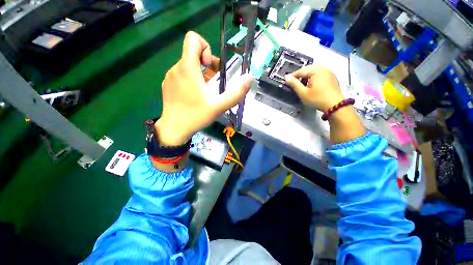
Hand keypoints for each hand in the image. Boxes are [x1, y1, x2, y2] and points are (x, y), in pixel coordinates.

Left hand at [155, 32, 252, 145]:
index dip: (206, 48)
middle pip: (193, 54)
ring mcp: (170, 77)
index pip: (193, 39)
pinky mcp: (168, 85)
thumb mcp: (219, 106)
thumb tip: (248, 78)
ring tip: (206, 91)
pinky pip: (181, 75)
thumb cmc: (196, 116)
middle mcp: (176, 68)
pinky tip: (195, 96)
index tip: (211, 67)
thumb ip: (236, 92)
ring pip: (187, 65)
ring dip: (200, 74)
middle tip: (213, 82)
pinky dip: (191, 80)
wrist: (175, 129)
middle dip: (207, 64)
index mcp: (188, 68)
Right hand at [285, 65, 364, 142]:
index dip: (292, 76)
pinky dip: (313, 78)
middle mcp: (324, 68)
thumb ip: (294, 84)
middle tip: (294, 84)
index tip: (286, 81)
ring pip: (314, 72)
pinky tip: (311, 86)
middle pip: (308, 70)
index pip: (301, 71)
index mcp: (316, 71)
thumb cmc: (317, 99)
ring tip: (302, 85)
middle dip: (300, 76)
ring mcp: (329, 72)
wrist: (335, 106)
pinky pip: (320, 75)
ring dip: (307, 77)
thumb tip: (286, 77)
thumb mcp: (303, 93)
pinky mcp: (332, 78)